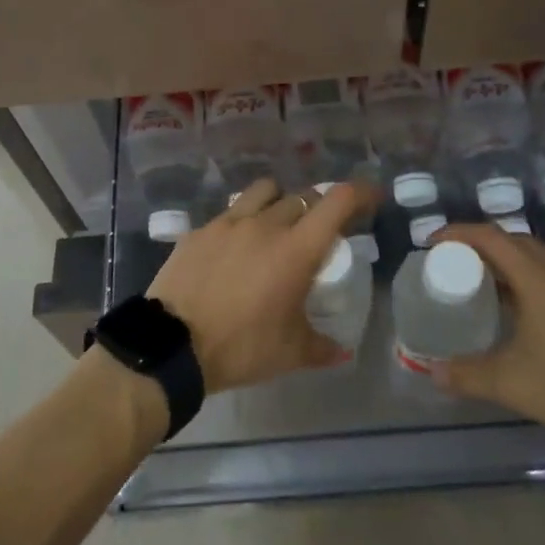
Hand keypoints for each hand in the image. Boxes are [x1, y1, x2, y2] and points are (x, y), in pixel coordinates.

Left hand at [147, 178, 367, 392]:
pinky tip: (235, 247)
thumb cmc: (241, 347)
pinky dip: (242, 221)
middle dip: (318, 208)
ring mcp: (229, 222)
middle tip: (319, 230)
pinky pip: (229, 213)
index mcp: (296, 249)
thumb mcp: (289, 353)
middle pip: (302, 197)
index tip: (372, 198)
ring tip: (276, 224)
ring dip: (279, 201)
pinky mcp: (200, 230)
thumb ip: (321, 346)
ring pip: (264, 191)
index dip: (361, 192)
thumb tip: (340, 350)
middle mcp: (266, 224)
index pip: (338, 201)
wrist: (172, 345)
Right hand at [431, 224, 544, 454]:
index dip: (457, 234)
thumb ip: (468, 375)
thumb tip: (432, 371)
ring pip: (537, 256)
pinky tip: (523, 309)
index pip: (490, 237)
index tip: (431, 244)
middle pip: (513, 240)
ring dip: (506, 261)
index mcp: (538, 277)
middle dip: (479, 246)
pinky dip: (529, 277)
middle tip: (454, 265)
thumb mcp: (513, 384)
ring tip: (482, 284)